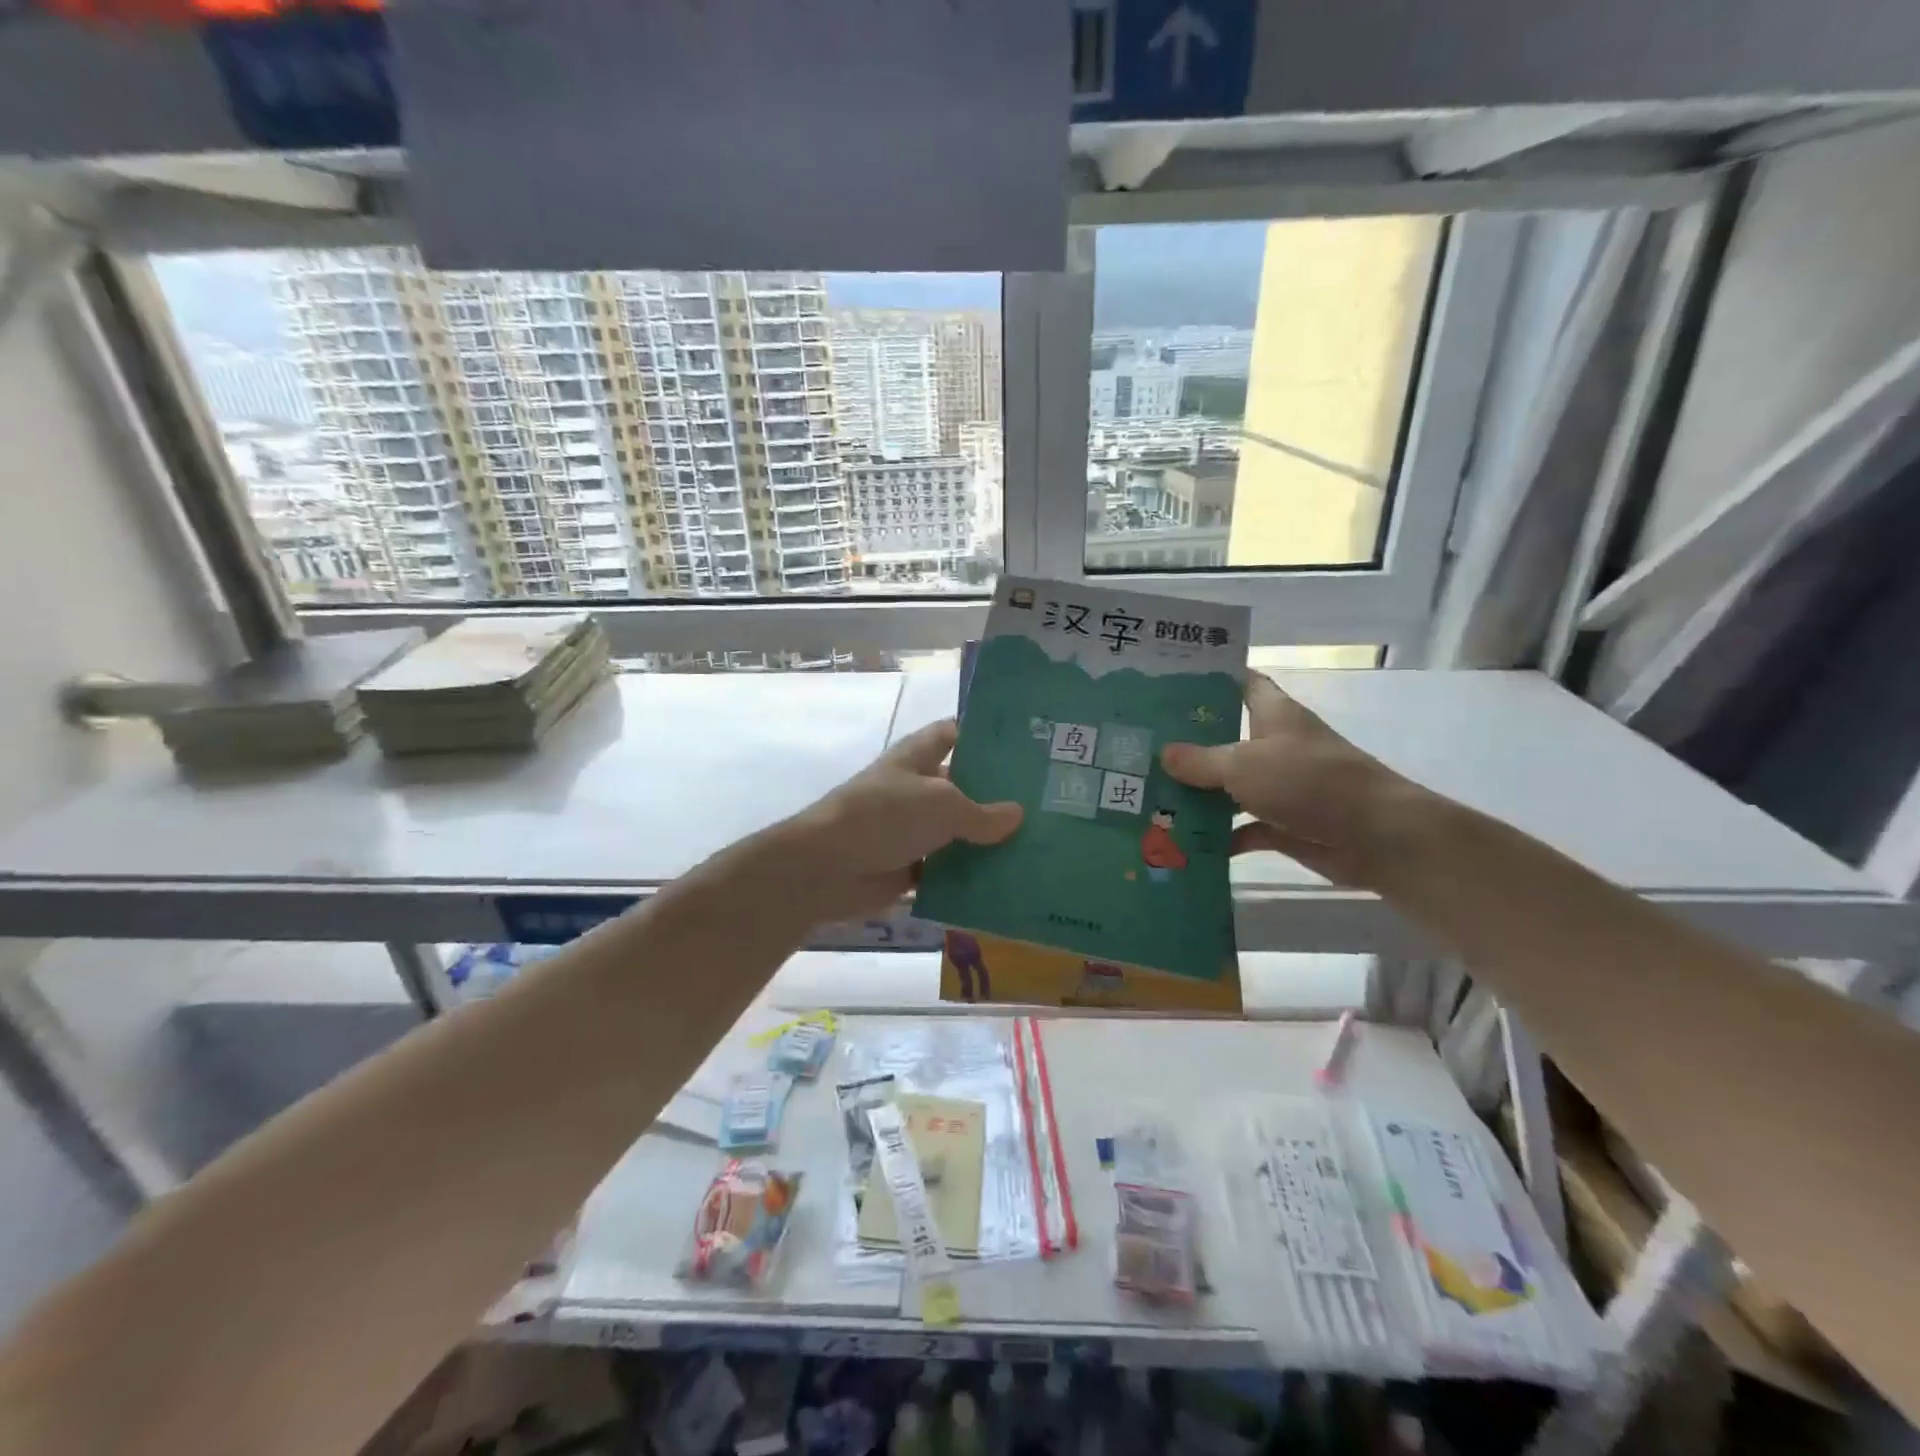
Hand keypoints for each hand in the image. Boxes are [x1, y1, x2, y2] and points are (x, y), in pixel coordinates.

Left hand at [775, 719, 1022, 920]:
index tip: (1025, 746)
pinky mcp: (909, 867)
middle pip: (962, 787)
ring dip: (986, 842)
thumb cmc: (884, 816)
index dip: (984, 736)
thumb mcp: (941, 804)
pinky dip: (968, 877)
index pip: (953, 734)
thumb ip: (982, 812)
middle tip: (1047, 804)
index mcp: (918, 757)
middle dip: (997, 796)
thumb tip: (1018, 815)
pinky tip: (1007, 883)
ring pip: (957, 832)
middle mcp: (916, 789)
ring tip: (1038, 847)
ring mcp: (912, 829)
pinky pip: (946, 870)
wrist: (826, 868)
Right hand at [1160, 672, 1402, 886]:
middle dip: (1187, 744)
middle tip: (1140, 745)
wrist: (1377, 837)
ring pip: (1230, 786)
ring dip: (1197, 794)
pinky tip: (1183, 840)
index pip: (1242, 683)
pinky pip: (1242, 827)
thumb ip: (1200, 760)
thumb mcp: (1244, 764)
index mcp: (1273, 715)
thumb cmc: (1310, 782)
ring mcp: (1281, 787)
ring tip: (1149, 795)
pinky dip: (1219, 835)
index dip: (1210, 679)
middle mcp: (1275, 746)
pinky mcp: (1284, 824)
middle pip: (1225, 737)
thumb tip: (1163, 753)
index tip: (1169, 682)